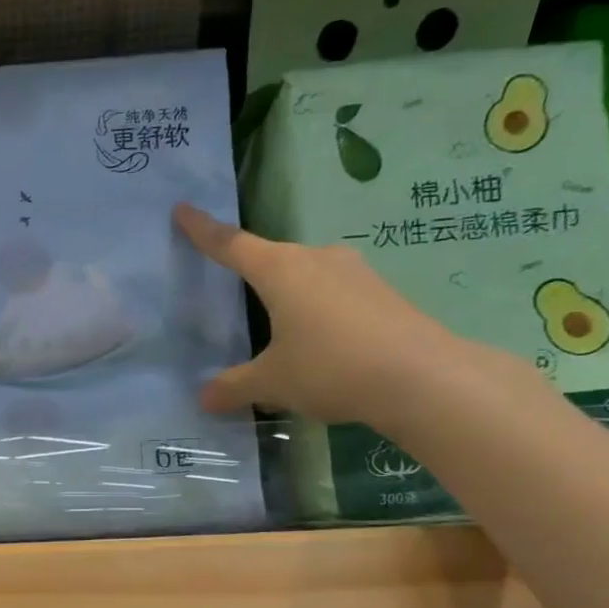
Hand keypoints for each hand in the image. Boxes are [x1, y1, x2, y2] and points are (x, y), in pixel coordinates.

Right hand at [173, 204, 528, 434]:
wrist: (426, 378)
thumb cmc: (332, 367)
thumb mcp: (272, 382)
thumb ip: (234, 386)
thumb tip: (204, 398)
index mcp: (281, 270)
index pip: (231, 244)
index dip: (203, 230)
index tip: (182, 210)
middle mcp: (317, 260)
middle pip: (270, 257)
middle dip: (247, 267)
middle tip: (225, 278)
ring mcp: (354, 274)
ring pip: (304, 275)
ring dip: (284, 292)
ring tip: (270, 321)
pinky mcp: (380, 294)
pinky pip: (331, 293)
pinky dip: (313, 309)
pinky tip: (313, 339)